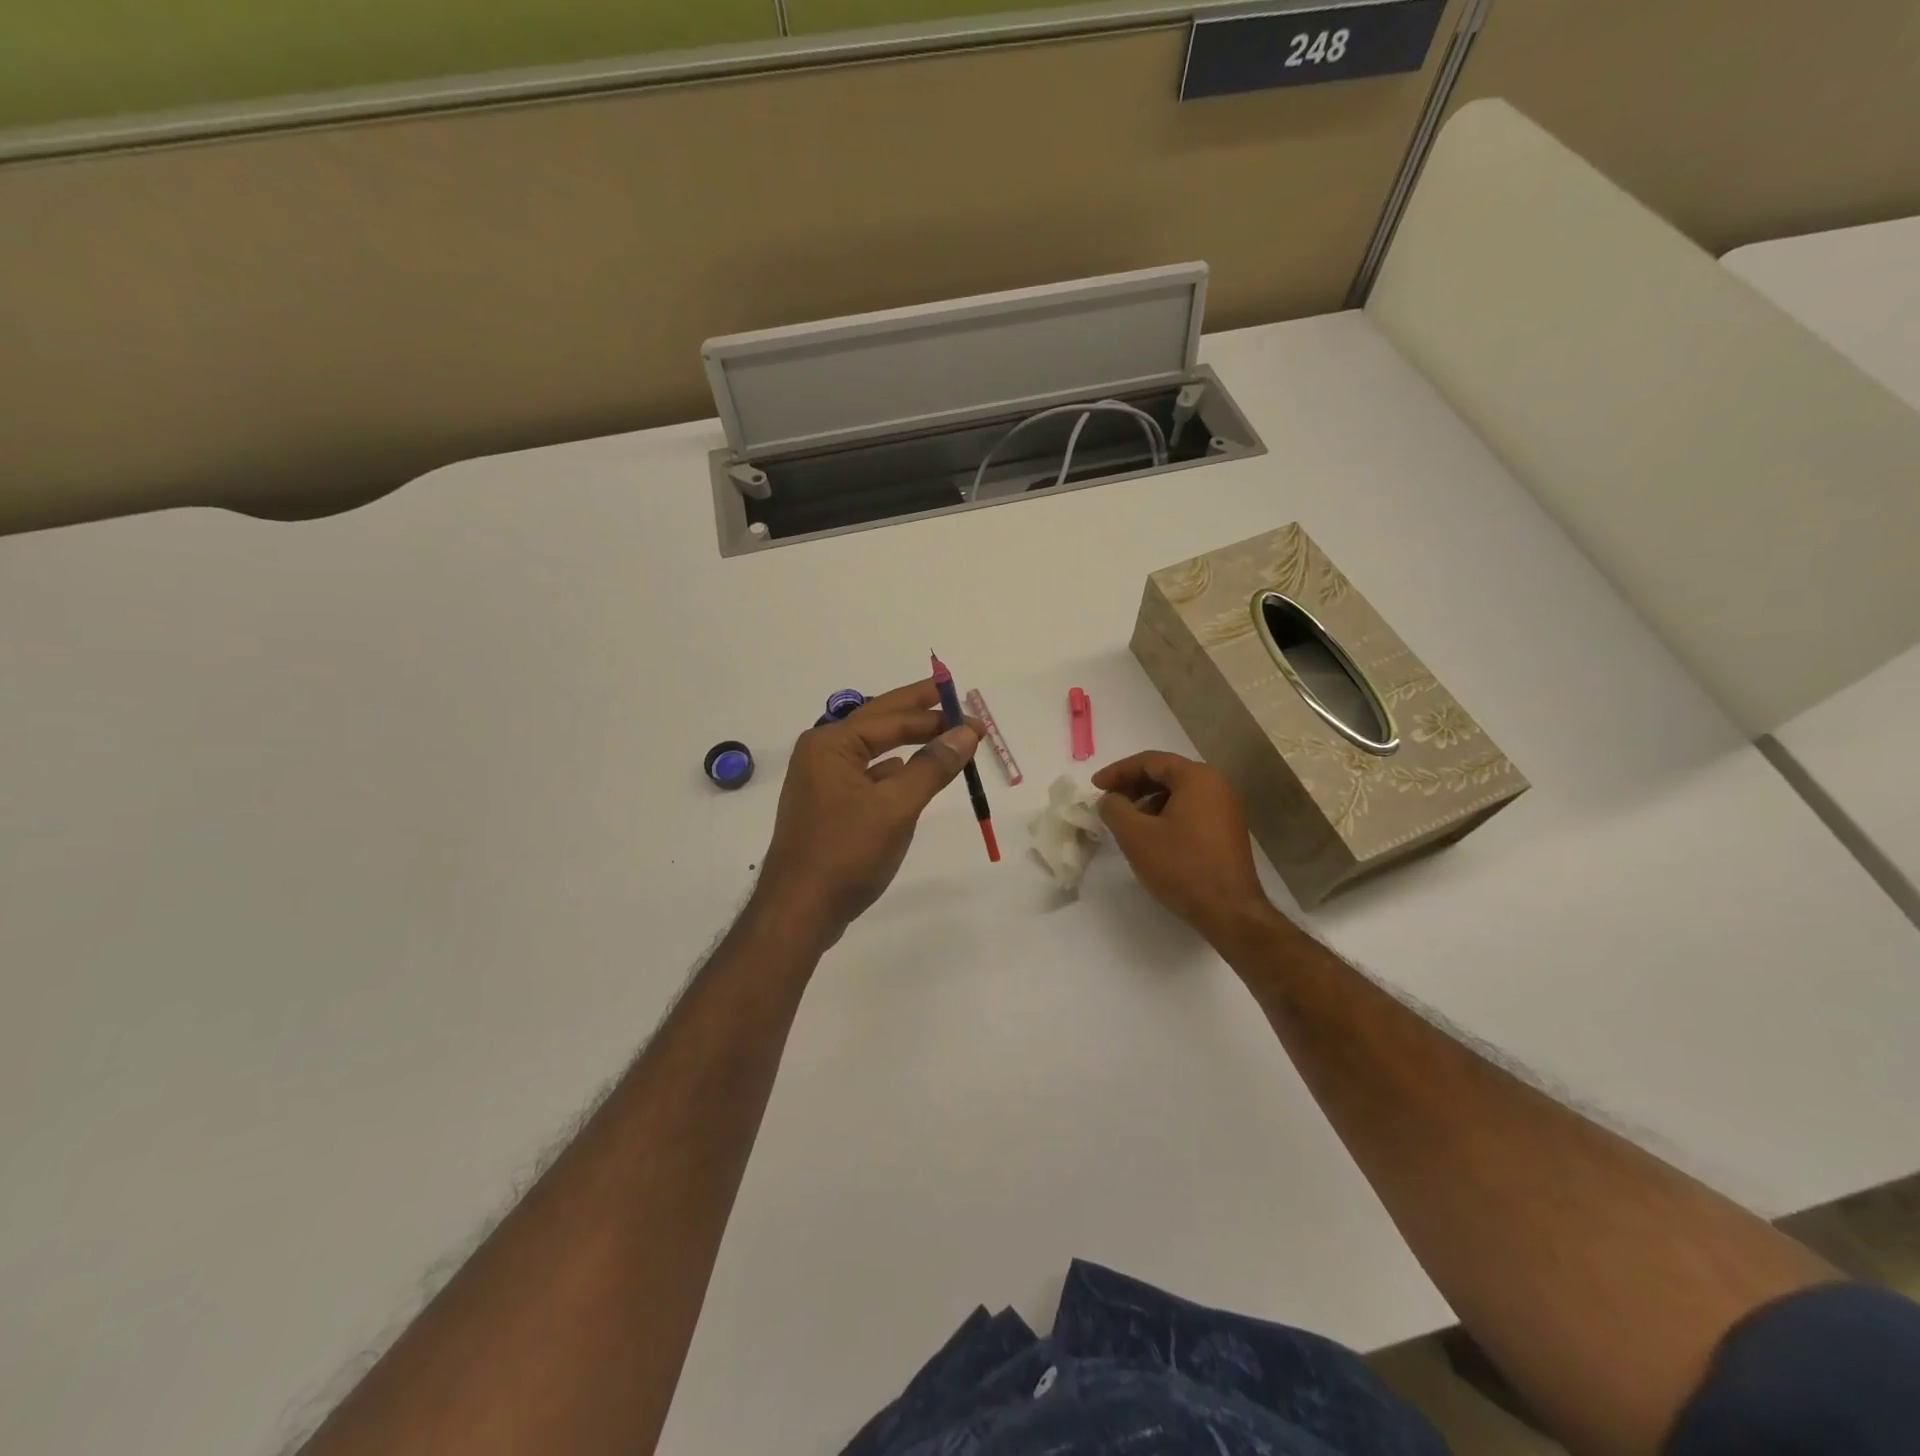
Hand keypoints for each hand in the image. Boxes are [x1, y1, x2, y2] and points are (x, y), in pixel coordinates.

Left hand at [753, 680, 980, 946]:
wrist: (799, 911)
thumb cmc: (846, 853)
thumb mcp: (896, 807)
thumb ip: (932, 766)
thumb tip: (966, 732)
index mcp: (831, 744)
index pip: (892, 718)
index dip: (936, 716)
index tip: (975, 720)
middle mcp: (822, 754)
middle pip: (878, 722)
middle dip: (916, 711)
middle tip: (951, 696)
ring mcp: (822, 781)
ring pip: (872, 749)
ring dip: (906, 740)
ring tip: (940, 733)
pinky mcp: (829, 807)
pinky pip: (867, 775)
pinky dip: (892, 769)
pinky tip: (909, 772)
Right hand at [1094, 752, 1272, 938]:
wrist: (1229, 911)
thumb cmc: (1181, 866)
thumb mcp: (1136, 836)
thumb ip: (1114, 809)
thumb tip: (1109, 799)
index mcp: (1197, 777)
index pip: (1150, 761)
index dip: (1118, 771)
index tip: (1095, 786)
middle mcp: (1217, 785)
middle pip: (1166, 774)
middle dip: (1133, 785)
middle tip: (1108, 801)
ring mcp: (1226, 808)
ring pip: (1178, 793)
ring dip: (1148, 801)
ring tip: (1126, 821)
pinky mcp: (1227, 830)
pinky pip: (1191, 810)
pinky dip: (1166, 815)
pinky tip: (1150, 836)